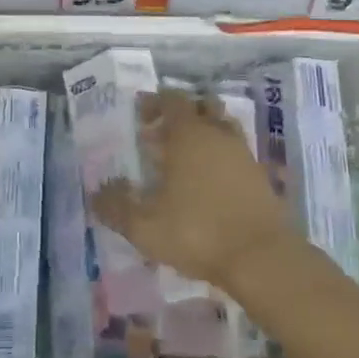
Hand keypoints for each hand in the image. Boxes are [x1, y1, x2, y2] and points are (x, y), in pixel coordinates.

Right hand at [95, 88, 295, 287]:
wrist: (262, 257)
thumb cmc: (197, 232)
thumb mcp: (145, 226)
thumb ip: (117, 207)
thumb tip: (96, 194)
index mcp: (188, 134)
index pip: (172, 99)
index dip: (155, 102)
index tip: (140, 116)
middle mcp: (217, 134)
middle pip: (202, 106)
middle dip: (181, 114)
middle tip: (161, 135)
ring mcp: (243, 153)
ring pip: (222, 127)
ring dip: (204, 134)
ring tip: (184, 159)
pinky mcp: (261, 176)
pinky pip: (236, 153)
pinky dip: (221, 157)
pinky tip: (209, 183)